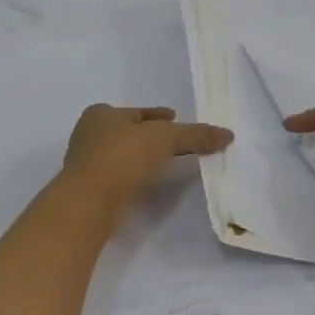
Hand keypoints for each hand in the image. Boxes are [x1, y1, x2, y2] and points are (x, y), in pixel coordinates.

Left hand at [62, 104, 232, 210]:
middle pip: (129, 132)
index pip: (137, 112)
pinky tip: (149, 183)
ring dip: (143, 158)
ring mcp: (87, 165)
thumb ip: (195, 135)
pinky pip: (119, 178)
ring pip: (123, 156)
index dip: (158, 115)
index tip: (175, 119)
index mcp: (101, 114)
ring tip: (167, 165)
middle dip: (150, 136)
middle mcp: (89, 135)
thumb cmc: (123, 156)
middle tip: (177, 143)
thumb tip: (228, 134)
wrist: (89, 202)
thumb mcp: (165, 138)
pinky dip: (135, 177)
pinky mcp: (90, 191)